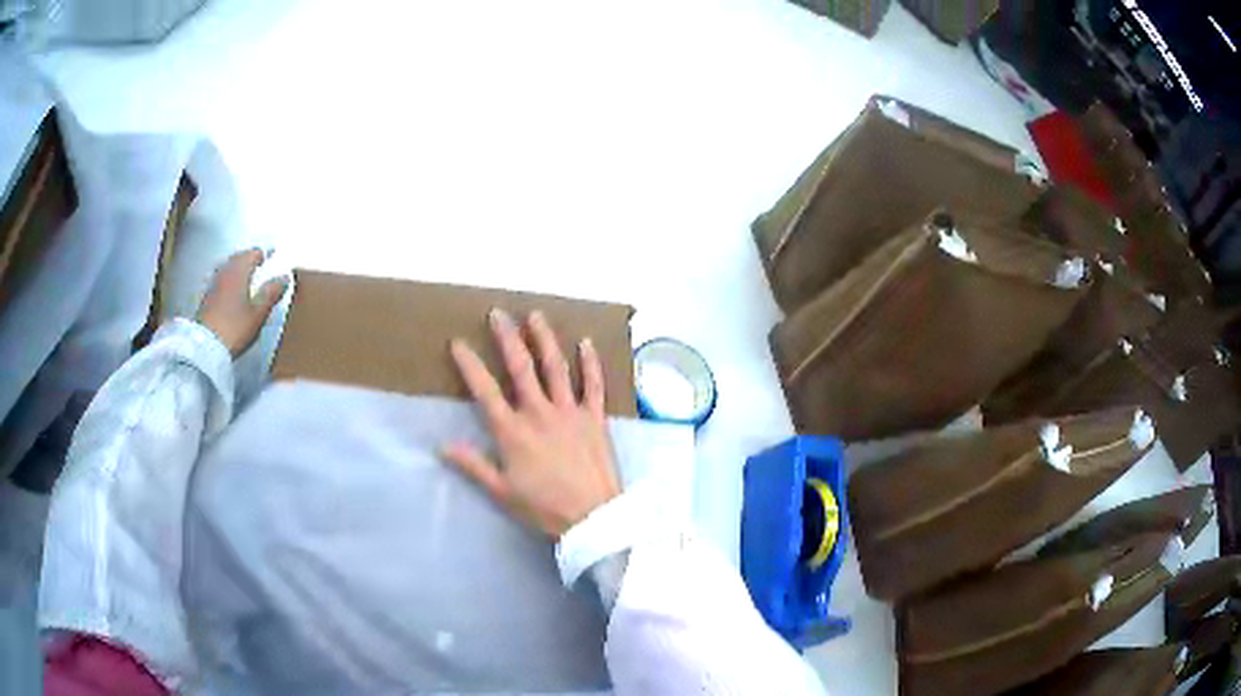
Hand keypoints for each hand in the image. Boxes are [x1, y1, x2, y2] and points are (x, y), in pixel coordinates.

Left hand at [197, 248, 288, 357]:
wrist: (205, 347)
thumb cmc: (235, 328)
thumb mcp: (258, 313)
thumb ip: (271, 293)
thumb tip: (284, 277)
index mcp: (239, 271)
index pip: (253, 253)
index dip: (263, 254)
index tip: (270, 256)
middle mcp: (225, 272)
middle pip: (238, 257)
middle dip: (249, 258)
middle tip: (258, 264)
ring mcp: (213, 284)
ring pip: (228, 268)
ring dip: (237, 268)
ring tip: (246, 276)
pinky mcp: (206, 297)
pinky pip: (221, 280)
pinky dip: (229, 280)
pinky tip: (232, 291)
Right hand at [443, 309, 620, 537]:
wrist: (591, 517)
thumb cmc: (543, 507)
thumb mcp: (502, 491)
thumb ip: (473, 465)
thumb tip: (442, 446)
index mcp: (512, 431)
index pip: (484, 390)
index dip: (469, 365)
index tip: (458, 343)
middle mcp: (539, 413)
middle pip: (520, 368)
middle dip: (507, 338)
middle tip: (498, 313)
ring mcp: (570, 411)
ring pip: (555, 367)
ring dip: (544, 339)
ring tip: (535, 315)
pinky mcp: (595, 417)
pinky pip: (594, 384)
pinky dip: (590, 363)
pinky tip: (586, 342)